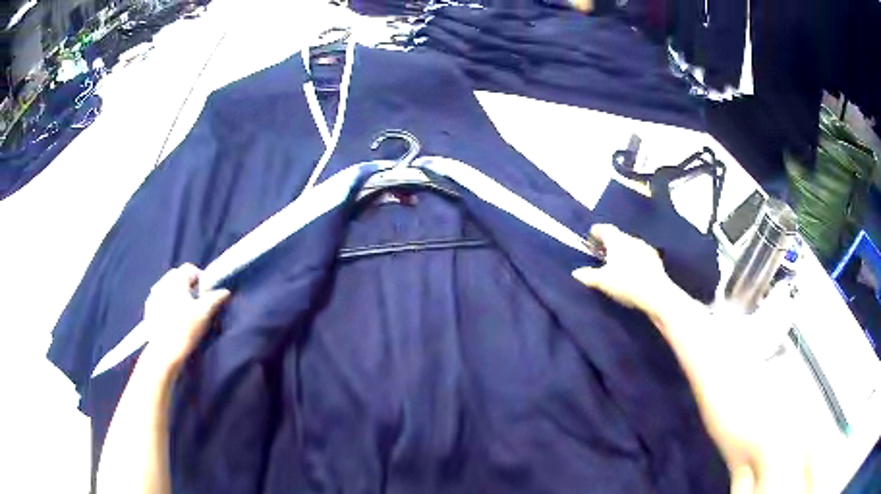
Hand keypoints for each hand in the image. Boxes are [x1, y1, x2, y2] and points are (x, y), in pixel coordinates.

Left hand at [140, 264, 230, 375]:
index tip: (206, 294)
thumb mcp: (204, 313)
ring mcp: (153, 295)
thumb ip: (215, 298)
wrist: (164, 352)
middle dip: (188, 286)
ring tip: (184, 312)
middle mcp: (162, 282)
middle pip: (178, 277)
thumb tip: (225, 291)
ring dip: (177, 295)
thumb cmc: (185, 329)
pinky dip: (167, 304)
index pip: (190, 269)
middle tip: (196, 304)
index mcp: (176, 280)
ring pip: (168, 288)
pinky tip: (172, 319)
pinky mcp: (149, 309)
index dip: (201, 278)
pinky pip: (160, 299)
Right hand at [572, 224, 672, 316]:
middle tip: (602, 254)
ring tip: (617, 265)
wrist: (656, 294)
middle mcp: (632, 239)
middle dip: (610, 244)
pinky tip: (633, 273)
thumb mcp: (603, 281)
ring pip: (630, 246)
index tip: (591, 239)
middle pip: (618, 237)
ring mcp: (645, 248)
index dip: (596, 232)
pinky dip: (634, 260)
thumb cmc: (626, 283)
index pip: (604, 228)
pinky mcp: (655, 260)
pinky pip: (641, 255)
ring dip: (623, 252)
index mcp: (617, 240)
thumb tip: (576, 272)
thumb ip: (588, 275)